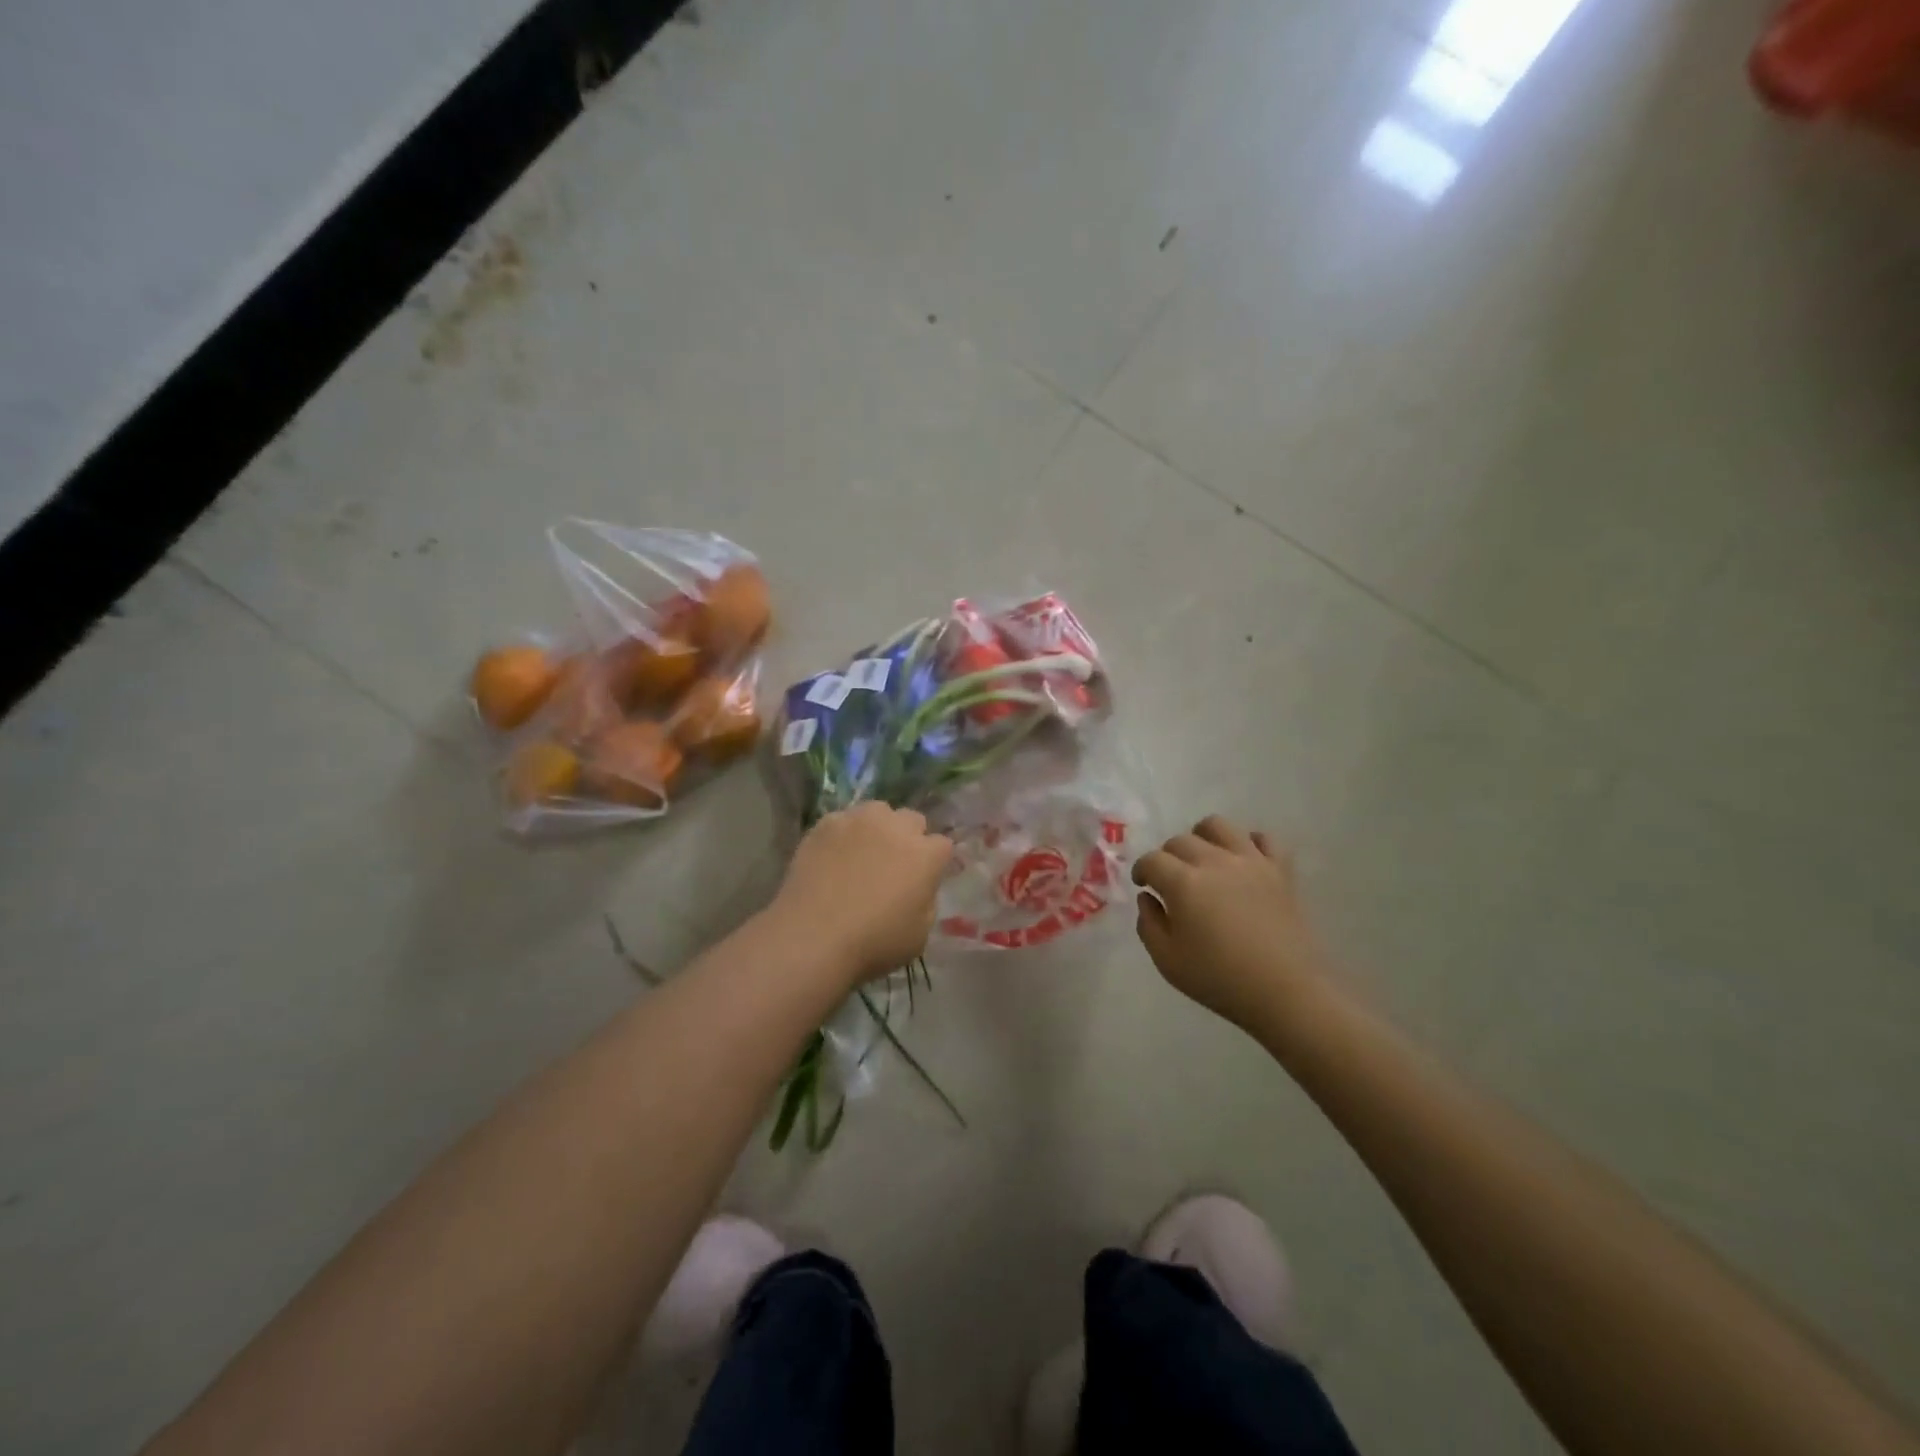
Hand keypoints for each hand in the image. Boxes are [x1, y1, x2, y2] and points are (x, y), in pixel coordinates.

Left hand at [773, 803, 953, 985]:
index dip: (934, 862)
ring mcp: (859, 820)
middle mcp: (896, 827)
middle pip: (912, 820)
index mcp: (926, 855)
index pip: (943, 845)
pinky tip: (833, 856)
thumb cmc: (873, 944)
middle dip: (909, 837)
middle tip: (894, 864)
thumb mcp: (920, 935)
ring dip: (878, 828)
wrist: (813, 936)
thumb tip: (919, 888)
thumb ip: (926, 902)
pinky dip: (844, 834)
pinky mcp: (826, 823)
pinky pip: (843, 820)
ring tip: (862, 853)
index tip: (924, 879)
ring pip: (878, 811)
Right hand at [1133, 816, 1330, 1031]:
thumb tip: (1148, 898)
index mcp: (1183, 883)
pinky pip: (1263, 838)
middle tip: (1170, 880)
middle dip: (1168, 856)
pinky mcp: (1279, 870)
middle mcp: (1214, 861)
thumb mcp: (1167, 961)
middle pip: (1181, 840)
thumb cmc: (1220, 979)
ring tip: (1203, 858)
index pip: (1152, 860)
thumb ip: (1148, 924)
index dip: (1142, 870)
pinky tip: (1242, 860)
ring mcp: (1250, 861)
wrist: (1286, 992)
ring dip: (1203, 836)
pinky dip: (1248, 842)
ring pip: (1219, 826)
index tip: (1143, 884)